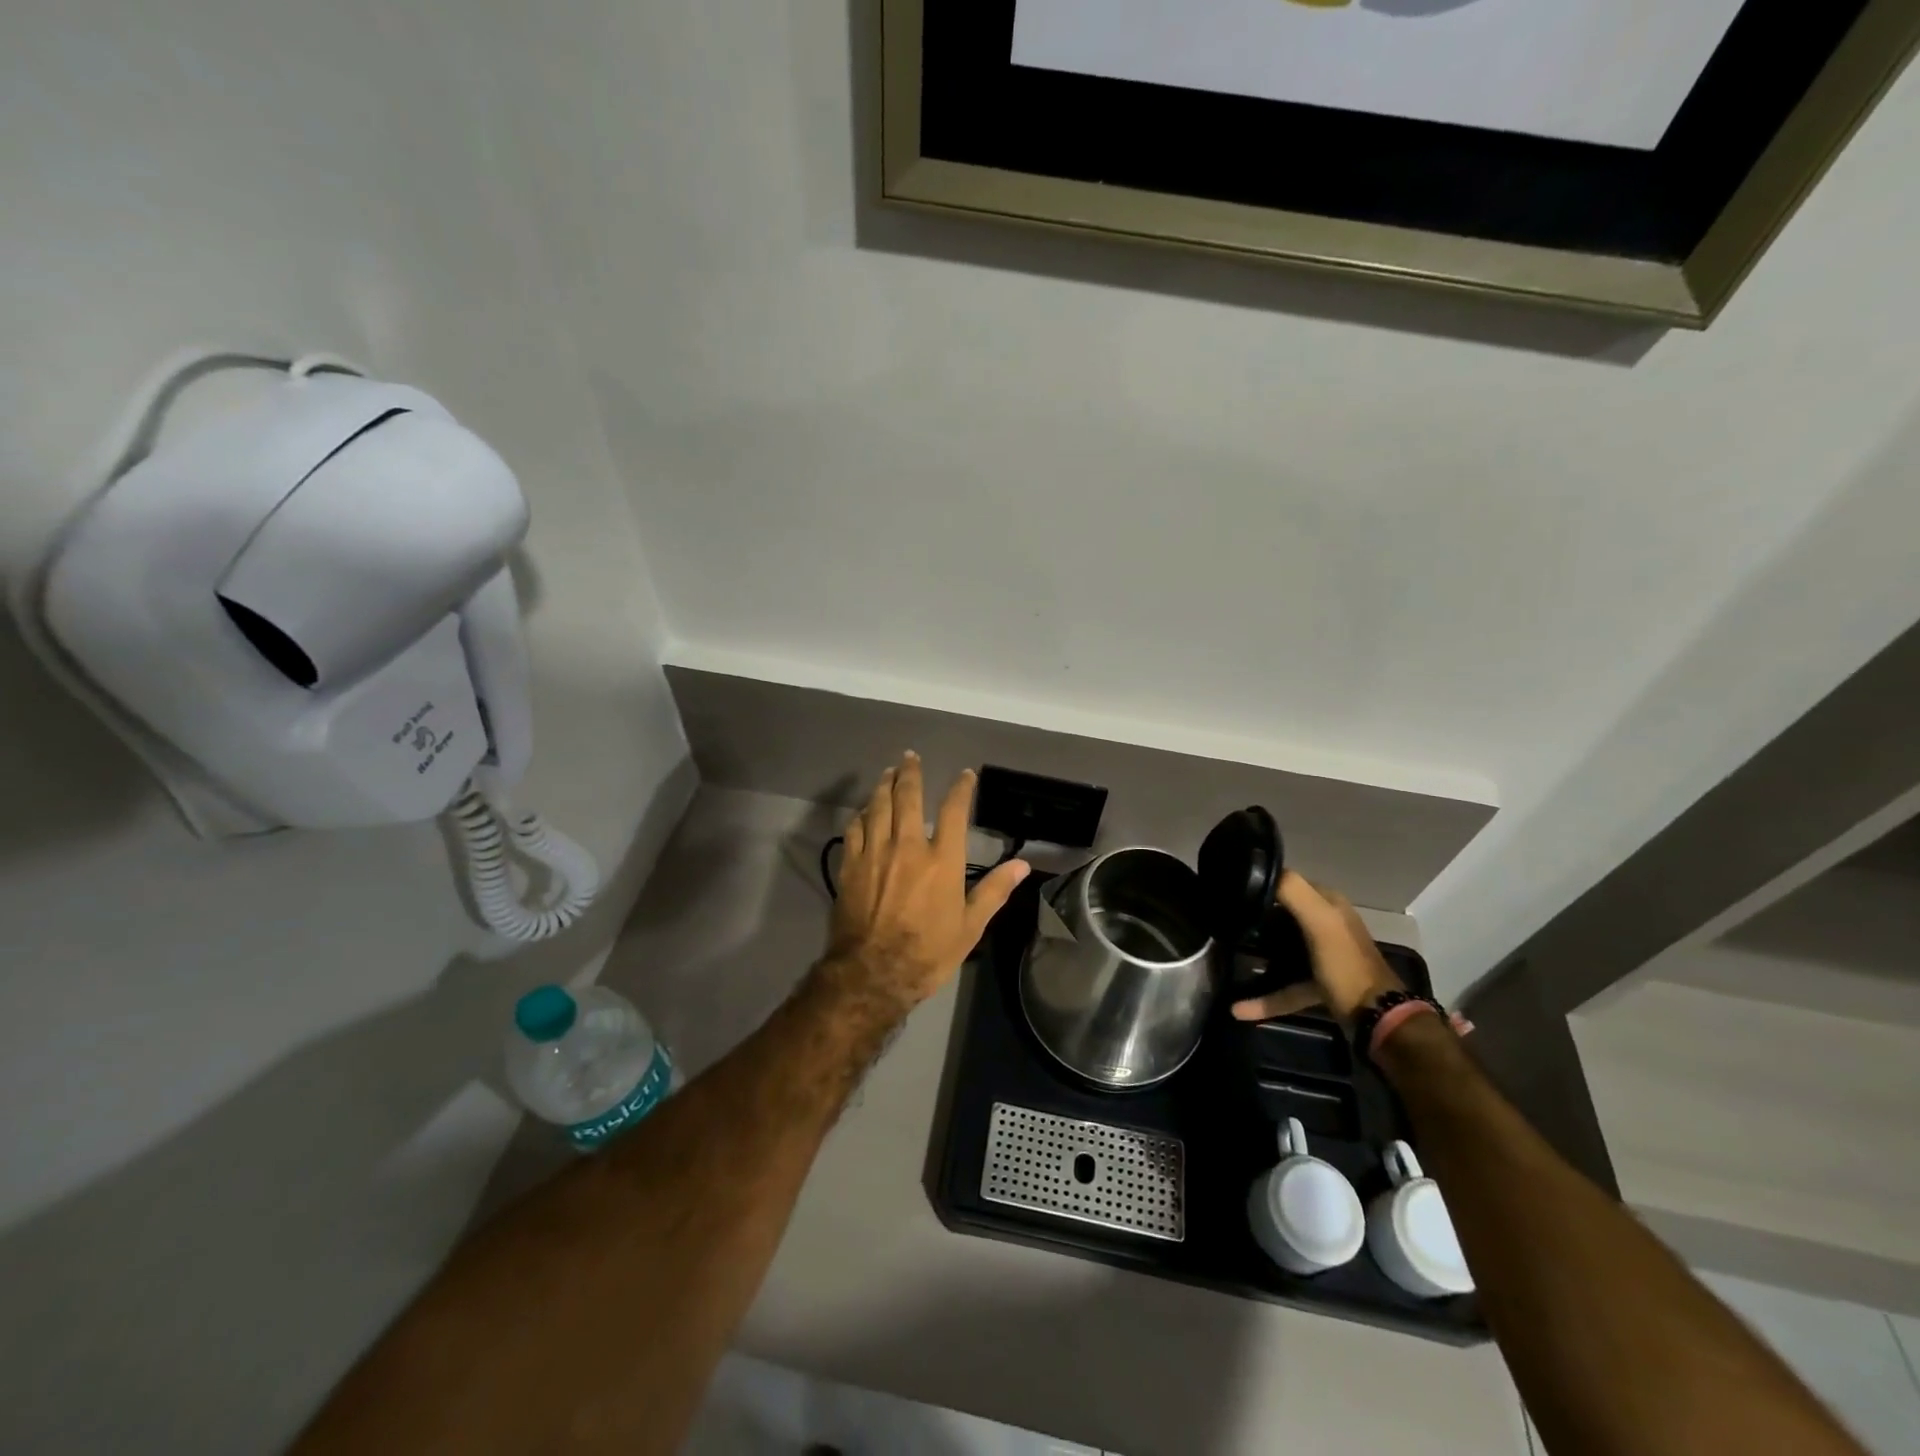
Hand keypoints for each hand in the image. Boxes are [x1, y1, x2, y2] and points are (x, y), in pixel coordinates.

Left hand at [824, 753, 1030, 1015]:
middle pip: (907, 797)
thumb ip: (994, 891)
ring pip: (877, 807)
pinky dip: (861, 815)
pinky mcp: (850, 866)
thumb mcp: (970, 927)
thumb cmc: (928, 952)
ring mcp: (875, 854)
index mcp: (942, 860)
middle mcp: (907, 847)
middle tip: (910, 757)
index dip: (960, 789)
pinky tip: (864, 811)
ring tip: (888, 772)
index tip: (965, 775)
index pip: (953, 811)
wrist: (872, 973)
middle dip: (910, 773)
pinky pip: (854, 829)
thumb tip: (1023, 865)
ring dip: (883, 785)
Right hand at [1230, 871, 1405, 1025]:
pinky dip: (1265, 996)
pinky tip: (1241, 1008)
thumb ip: (1293, 891)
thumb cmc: (1346, 964)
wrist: (1376, 1019)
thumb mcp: (1321, 921)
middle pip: (1283, 913)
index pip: (1290, 881)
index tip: (1233, 891)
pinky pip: (1286, 985)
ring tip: (1233, 954)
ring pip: (1283, 947)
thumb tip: (1257, 871)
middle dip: (1257, 916)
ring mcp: (1323, 955)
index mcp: (1330, 904)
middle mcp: (1328, 924)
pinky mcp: (1319, 983)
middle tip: (1229, 921)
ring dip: (1261, 952)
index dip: (1263, 882)